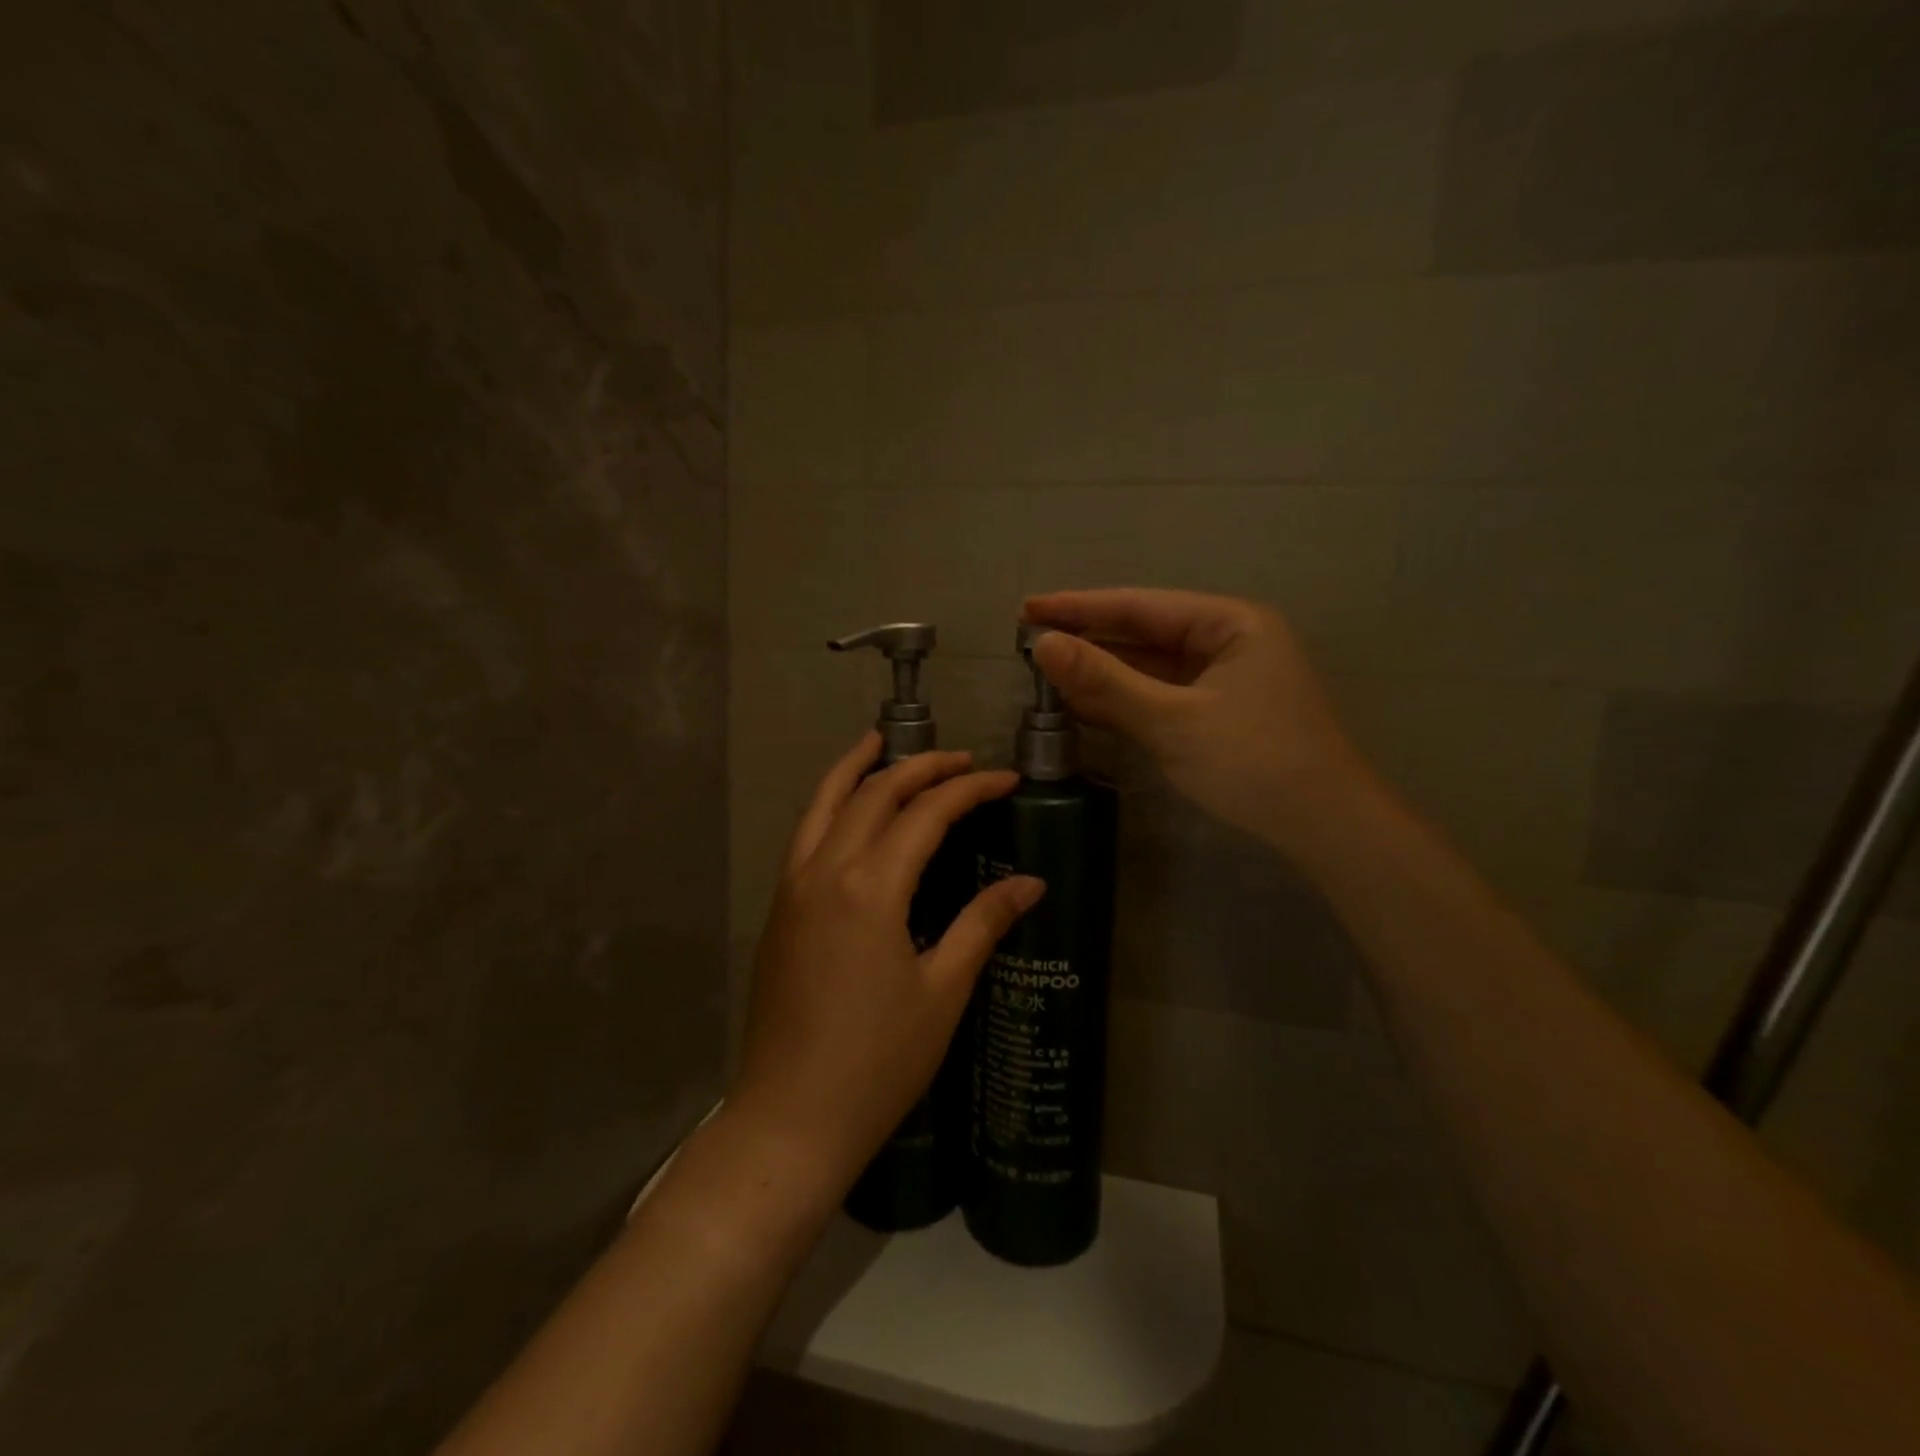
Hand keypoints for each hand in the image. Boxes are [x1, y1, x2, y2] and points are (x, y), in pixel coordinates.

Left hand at [731, 734, 1043, 1186]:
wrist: (791, 1117)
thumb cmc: (879, 1060)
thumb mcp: (943, 990)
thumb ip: (982, 923)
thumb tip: (1030, 883)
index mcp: (871, 886)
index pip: (927, 812)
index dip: (971, 788)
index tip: (1006, 779)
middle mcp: (826, 869)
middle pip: (875, 793)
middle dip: (922, 768)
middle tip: (962, 760)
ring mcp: (793, 886)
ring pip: (825, 802)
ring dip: (857, 767)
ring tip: (882, 741)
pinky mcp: (779, 908)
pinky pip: (805, 833)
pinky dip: (828, 801)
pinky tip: (847, 806)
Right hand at [1023, 589, 1378, 862]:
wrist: (1323, 829)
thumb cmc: (1253, 761)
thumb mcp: (1172, 719)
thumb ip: (1105, 680)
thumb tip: (1043, 646)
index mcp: (1230, 623)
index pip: (1140, 606)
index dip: (1079, 607)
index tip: (1027, 608)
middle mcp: (1227, 642)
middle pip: (1143, 634)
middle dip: (1088, 640)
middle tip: (1027, 641)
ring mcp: (1221, 681)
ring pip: (1148, 669)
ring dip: (1100, 674)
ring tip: (1043, 673)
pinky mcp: (1214, 715)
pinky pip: (1158, 698)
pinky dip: (1121, 702)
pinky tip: (1080, 704)